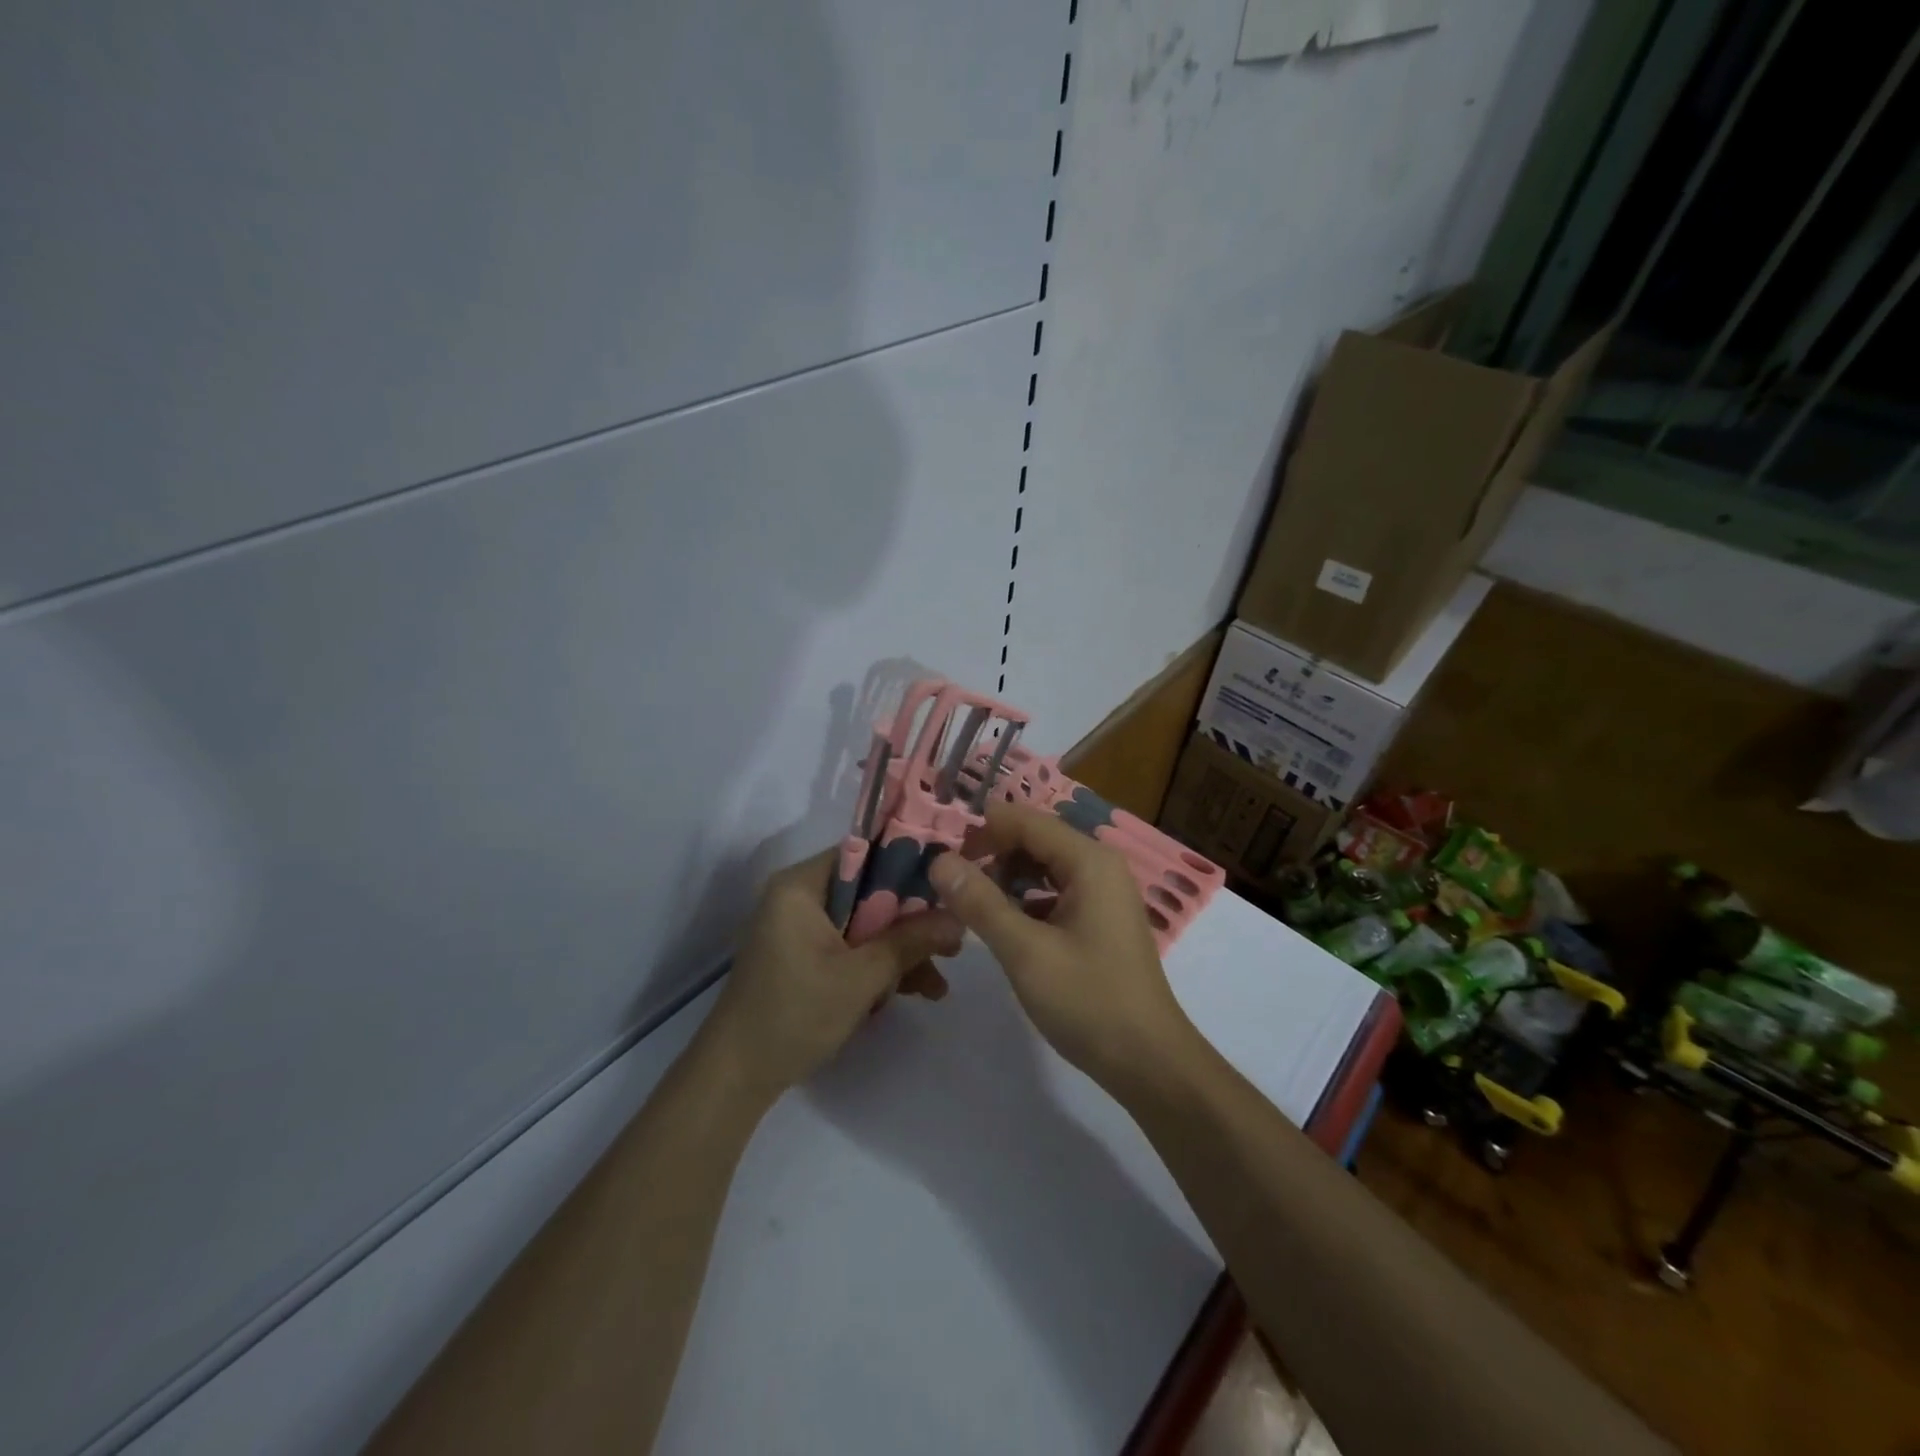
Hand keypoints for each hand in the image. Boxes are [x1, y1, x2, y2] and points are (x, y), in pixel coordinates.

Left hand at [702, 849, 963, 1102]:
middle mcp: (799, 897)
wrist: (735, 1079)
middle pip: (870, 892)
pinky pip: (850, 947)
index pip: (866, 853)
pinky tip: (912, 992)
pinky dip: (877, 966)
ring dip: (900, 951)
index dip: (911, 866)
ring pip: (865, 924)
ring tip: (937, 986)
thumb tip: (959, 919)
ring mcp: (800, 929)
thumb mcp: (861, 978)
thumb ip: (911, 942)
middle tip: (952, 945)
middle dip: (911, 923)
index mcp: (801, 886)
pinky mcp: (804, 956)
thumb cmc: (795, 1015)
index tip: (949, 888)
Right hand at [927, 801, 1199, 1090]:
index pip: (1026, 821)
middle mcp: (1100, 866)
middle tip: (950, 883)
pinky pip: (1054, 893)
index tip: (941, 854)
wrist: (1149, 1062)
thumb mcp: (1025, 951)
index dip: (982, 831)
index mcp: (1089, 861)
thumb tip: (939, 860)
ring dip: (1006, 878)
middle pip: (1036, 840)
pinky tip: (1001, 924)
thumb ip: (980, 902)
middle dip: (992, 854)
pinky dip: (1025, 900)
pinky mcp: (1099, 920)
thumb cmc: (1089, 1001)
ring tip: (968, 902)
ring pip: (1043, 867)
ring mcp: (1103, 894)